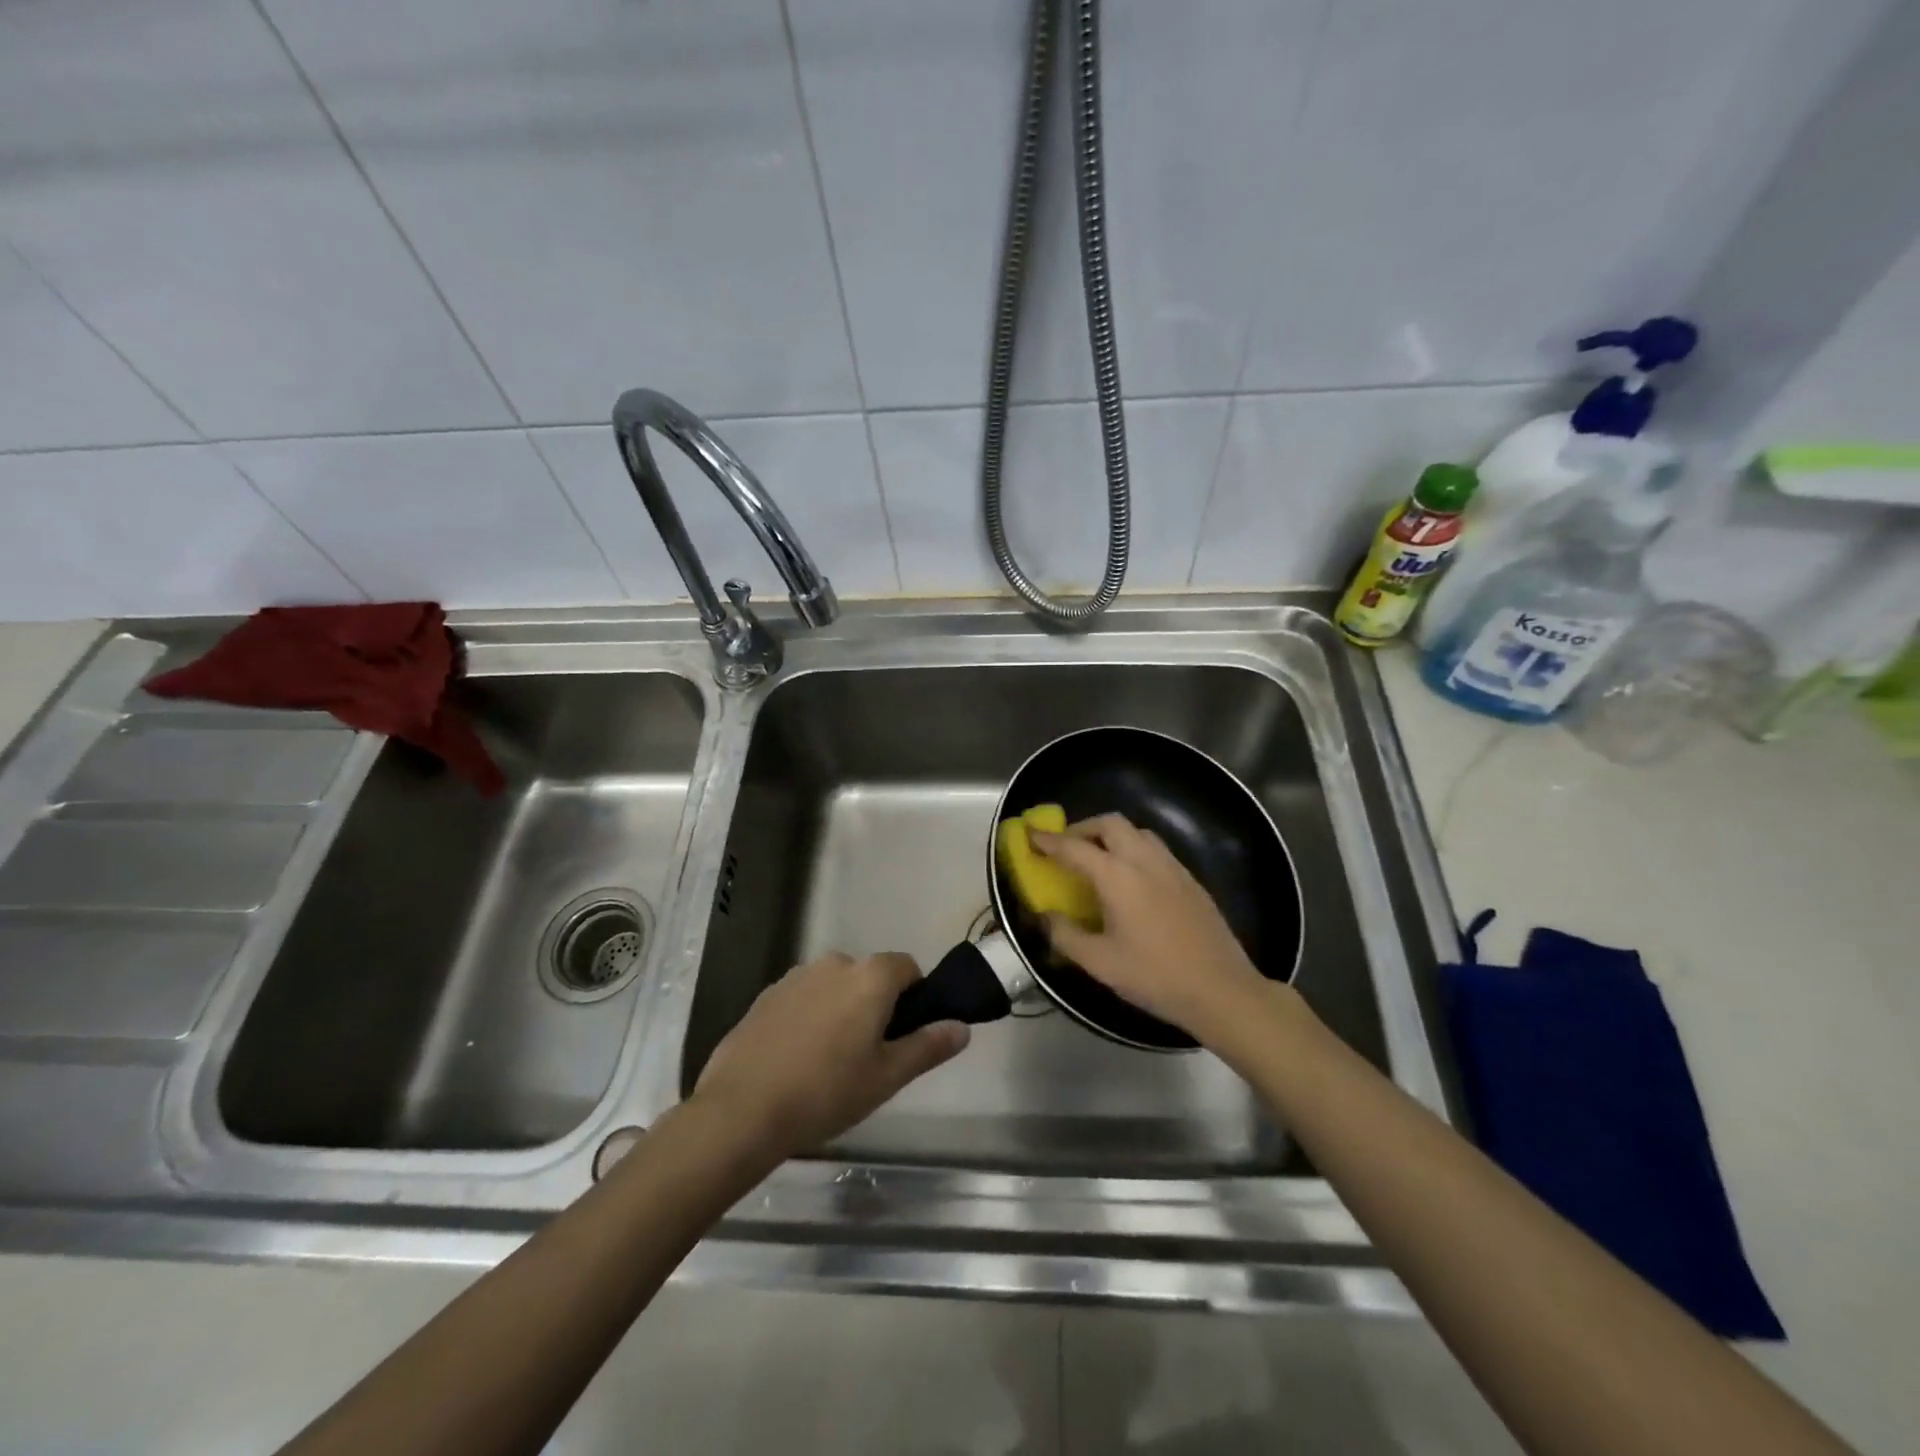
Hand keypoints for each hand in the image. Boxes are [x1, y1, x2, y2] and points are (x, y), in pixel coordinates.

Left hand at [691, 952, 968, 1157]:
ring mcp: (795, 976)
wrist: (741, 1110)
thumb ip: (928, 1046)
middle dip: (875, 1005)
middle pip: (869, 976)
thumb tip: (961, 1027)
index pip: (907, 966)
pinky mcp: (766, 995)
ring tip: (829, 1061)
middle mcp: (834, 963)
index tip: (905, 1035)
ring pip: (834, 986)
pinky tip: (796, 1059)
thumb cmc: (826, 1092)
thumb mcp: (887, 1077)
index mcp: (870, 976)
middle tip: (869, 1055)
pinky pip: (802, 998)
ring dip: (840, 1009)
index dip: (915, 996)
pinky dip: (808, 1017)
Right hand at [1031, 814, 1272, 1042]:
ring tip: (1098, 860)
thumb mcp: (1099, 963)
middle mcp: (1144, 860)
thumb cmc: (1155, 976)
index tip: (1031, 836)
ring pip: (1137, 832)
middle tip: (1067, 848)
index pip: (1075, 848)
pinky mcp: (1190, 880)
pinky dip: (1134, 850)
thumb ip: (1066, 935)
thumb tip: (1047, 916)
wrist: (1221, 990)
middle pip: (1110, 824)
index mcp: (1118, 876)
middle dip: (1083, 829)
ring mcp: (1172, 867)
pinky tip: (1131, 879)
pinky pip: (1156, 849)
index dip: (1049, 841)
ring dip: (1111, 836)